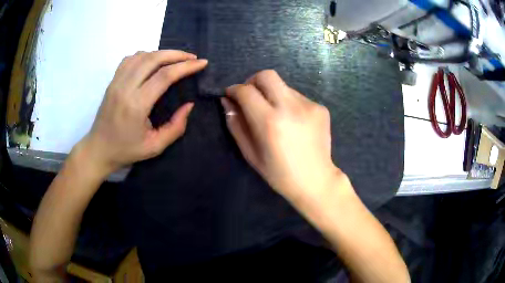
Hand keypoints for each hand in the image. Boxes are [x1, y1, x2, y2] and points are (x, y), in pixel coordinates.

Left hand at [79, 50, 207, 174]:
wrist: (98, 149)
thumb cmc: (126, 150)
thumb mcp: (155, 147)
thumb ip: (176, 127)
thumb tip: (189, 105)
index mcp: (137, 105)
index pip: (165, 76)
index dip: (186, 66)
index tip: (202, 63)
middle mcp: (125, 88)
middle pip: (154, 58)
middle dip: (177, 54)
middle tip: (192, 58)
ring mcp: (116, 82)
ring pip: (142, 55)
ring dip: (161, 53)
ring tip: (175, 59)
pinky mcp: (112, 81)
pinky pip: (130, 59)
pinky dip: (145, 55)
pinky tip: (152, 61)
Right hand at [222, 70, 342, 203]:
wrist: (316, 180)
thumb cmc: (279, 173)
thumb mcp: (250, 153)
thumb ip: (235, 124)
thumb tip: (227, 101)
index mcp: (270, 122)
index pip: (246, 91)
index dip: (234, 90)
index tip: (231, 95)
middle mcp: (291, 108)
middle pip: (267, 75)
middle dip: (253, 81)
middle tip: (251, 97)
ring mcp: (309, 106)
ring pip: (283, 86)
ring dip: (272, 94)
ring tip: (275, 115)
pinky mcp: (321, 108)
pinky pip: (298, 97)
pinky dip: (289, 104)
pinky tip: (293, 123)